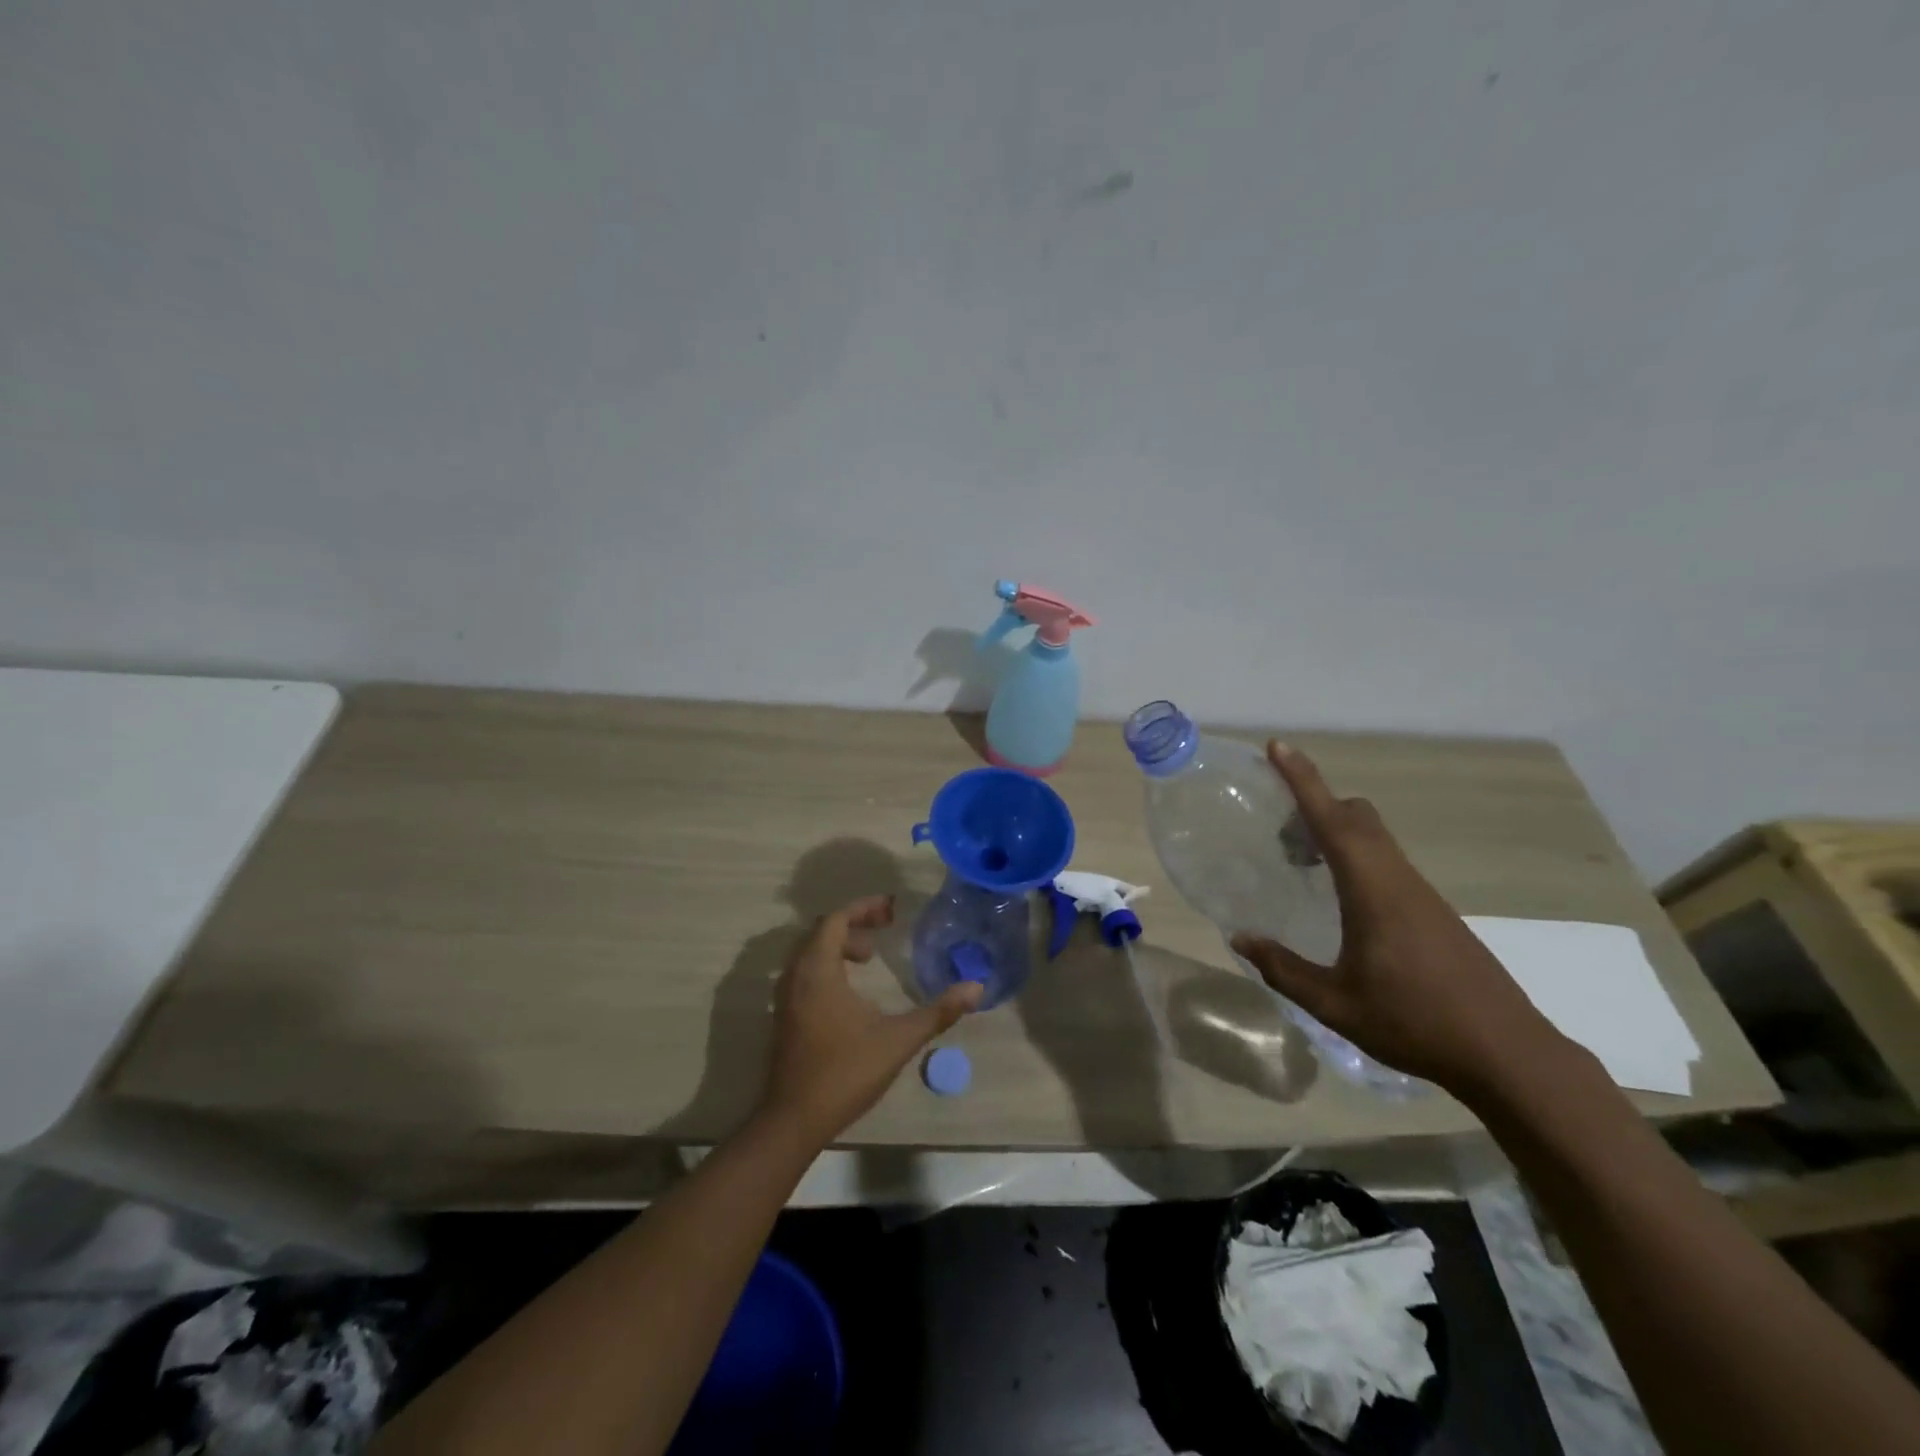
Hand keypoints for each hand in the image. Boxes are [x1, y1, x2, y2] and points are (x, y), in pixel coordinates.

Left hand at [760, 896, 981, 1142]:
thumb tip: (976, 988)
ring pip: (809, 952)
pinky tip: (850, 989)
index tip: (891, 908)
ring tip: (869, 956)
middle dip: (853, 923)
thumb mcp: (898, 1040)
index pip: (836, 920)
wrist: (793, 1120)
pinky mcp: (784, 1016)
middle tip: (884, 928)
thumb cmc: (845, 1072)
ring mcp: (785, 997)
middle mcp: (796, 976)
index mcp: (818, 971)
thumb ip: (938, 1012)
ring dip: (838, 945)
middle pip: (821, 932)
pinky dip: (826, 964)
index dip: (863, 908)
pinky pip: (803, 972)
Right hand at [1230, 743, 1567, 1095]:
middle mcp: (1398, 879)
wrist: (1508, 1054)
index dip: (1303, 780)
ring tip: (1299, 863)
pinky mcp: (1433, 911)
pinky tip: (1339, 899)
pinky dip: (1354, 857)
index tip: (1278, 747)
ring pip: (1374, 837)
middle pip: (1358, 816)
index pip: (1332, 819)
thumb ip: (1282, 969)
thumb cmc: (1415, 1023)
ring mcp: (1421, 894)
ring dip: (1336, 832)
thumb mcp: (1334, 1003)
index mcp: (1373, 890)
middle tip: (1278, 831)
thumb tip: (1239, 938)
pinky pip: (1386, 861)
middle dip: (1316, 803)